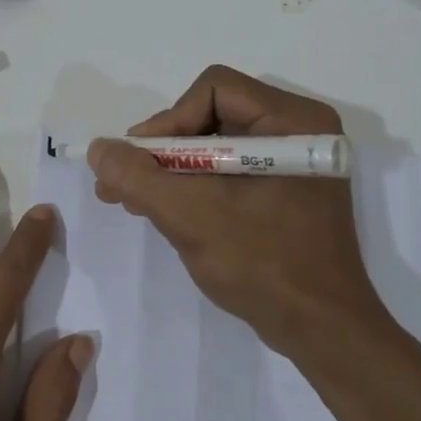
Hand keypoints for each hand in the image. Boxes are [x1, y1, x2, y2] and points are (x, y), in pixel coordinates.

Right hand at [88, 65, 400, 361]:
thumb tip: (98, 148)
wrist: (321, 331)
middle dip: (162, 150)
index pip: (213, 90)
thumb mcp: (191, 215)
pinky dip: (193, 187)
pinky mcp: (285, 192)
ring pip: (215, 146)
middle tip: (124, 182)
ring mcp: (293, 164)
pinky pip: (228, 172)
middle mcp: (298, 131)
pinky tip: (161, 211)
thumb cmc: (263, 264)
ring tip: (132, 199)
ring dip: (170, 171)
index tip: (140, 163)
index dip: (169, 120)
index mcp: (293, 121)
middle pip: (211, 115)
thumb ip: (138, 176)